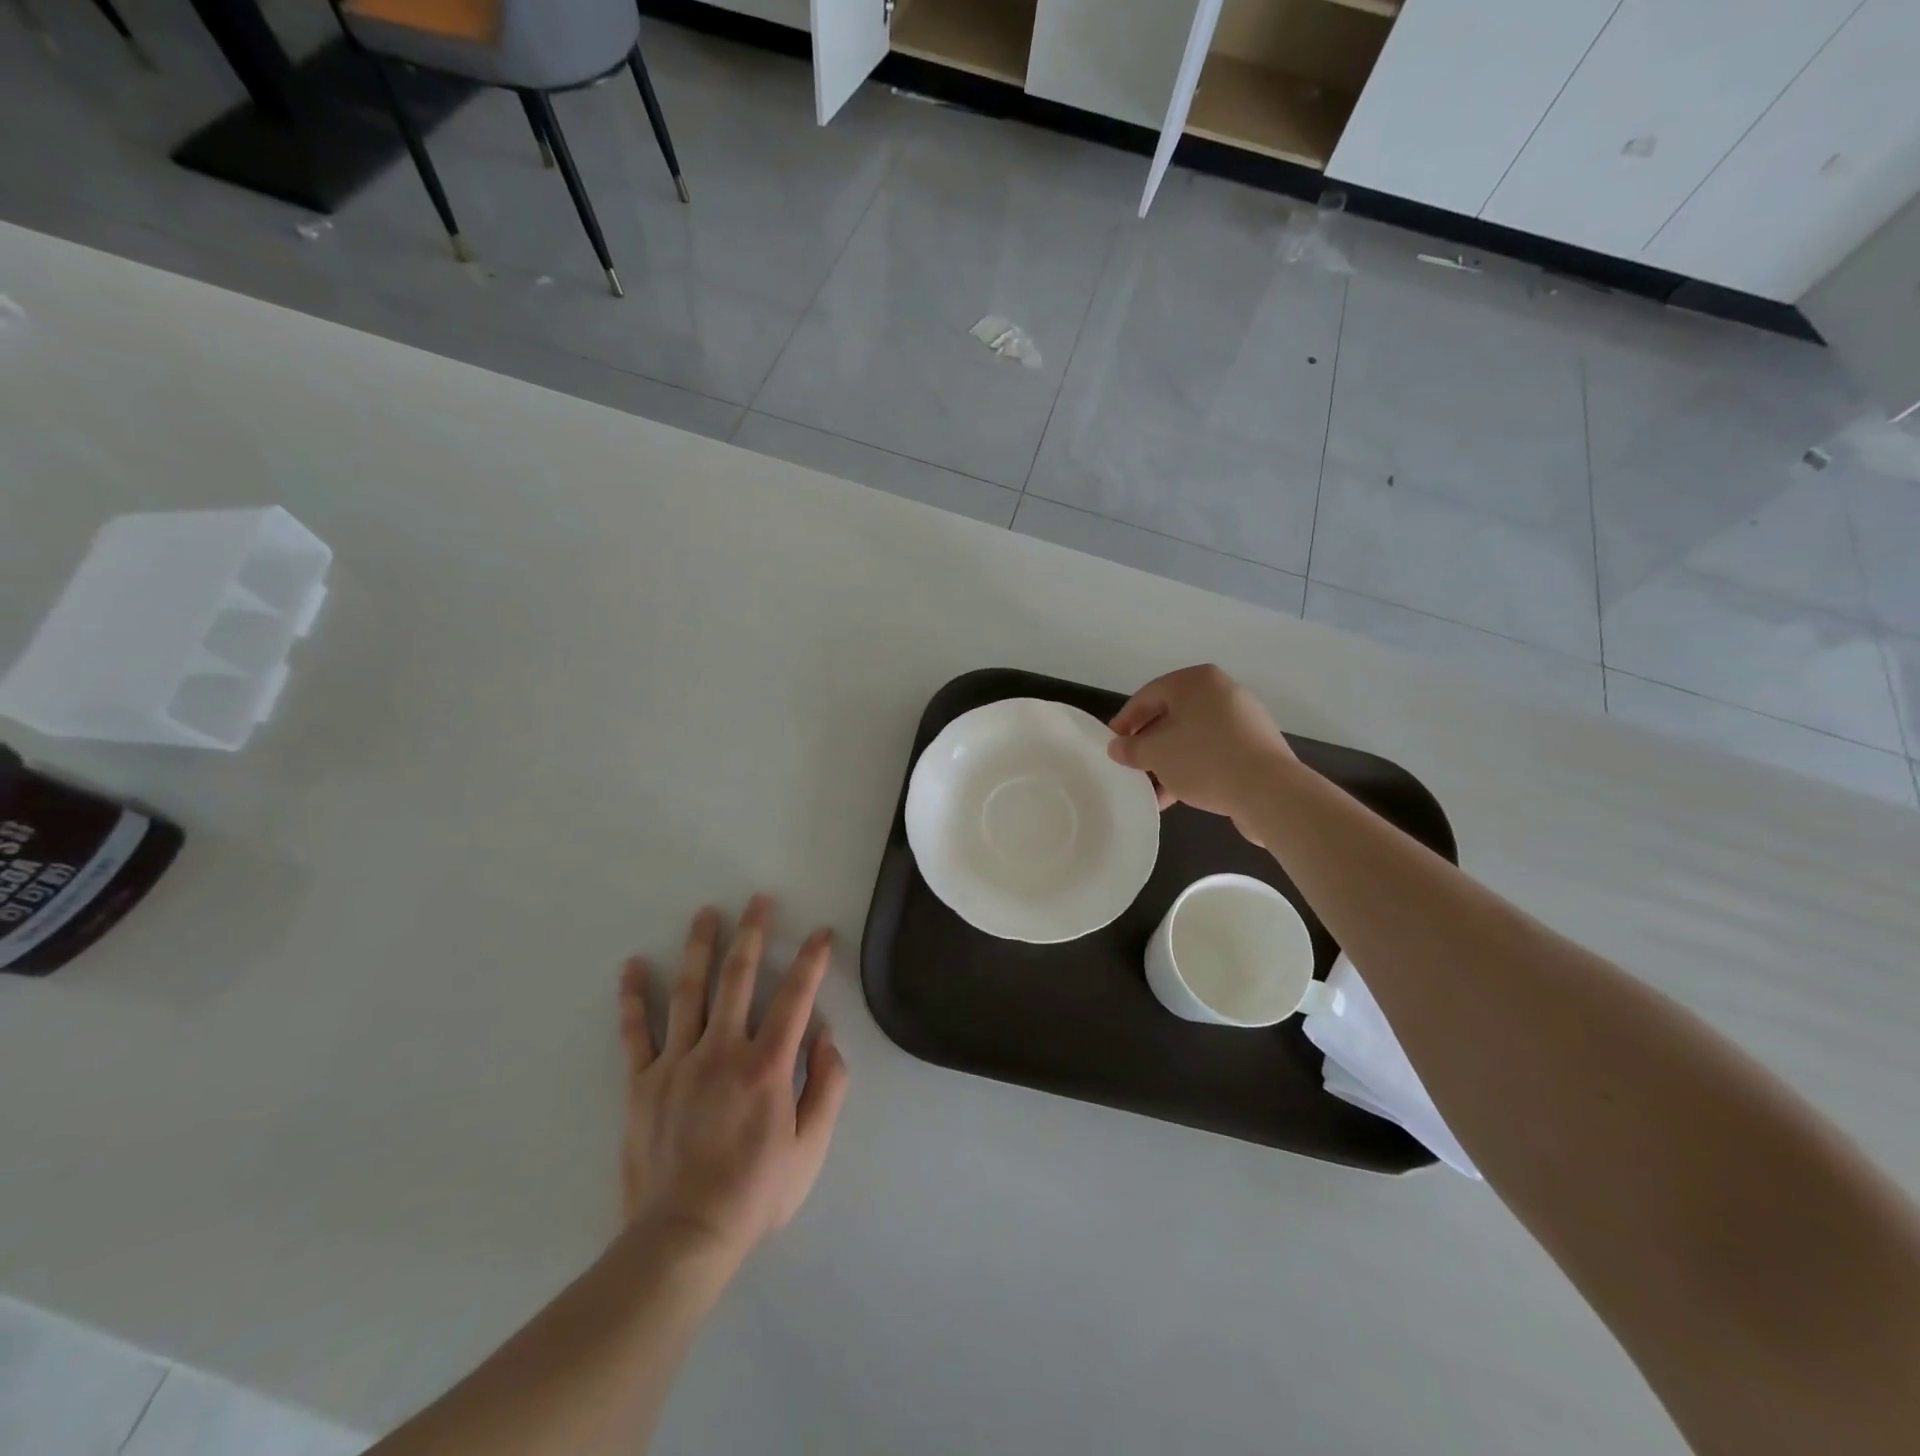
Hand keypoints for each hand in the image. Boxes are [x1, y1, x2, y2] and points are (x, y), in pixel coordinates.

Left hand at [618, 897, 849, 1265]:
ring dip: (699, 947)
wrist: (682, 1238)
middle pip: (739, 978)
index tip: (821, 933)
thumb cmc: (755, 1194)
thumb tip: (826, 1036)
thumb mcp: (811, 1148)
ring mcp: (678, 1062)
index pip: (795, 997)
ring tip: (706, 913)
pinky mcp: (643, 1082)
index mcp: (767, 1065)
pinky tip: (632, 966)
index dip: (811, 960)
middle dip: (753, 933)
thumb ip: (827, 1087)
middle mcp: (722, 1050)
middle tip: (759, 900)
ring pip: (690, 991)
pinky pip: (636, 1032)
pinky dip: (633, 998)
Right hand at [1107, 664, 1296, 833]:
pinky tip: (1177, 795)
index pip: (1148, 695)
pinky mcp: (1256, 746)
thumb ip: (1131, 748)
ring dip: (1169, 760)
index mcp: (1196, 681)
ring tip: (1152, 787)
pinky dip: (1193, 767)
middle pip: (1172, 715)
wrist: (1269, 791)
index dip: (1125, 720)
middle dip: (1149, 743)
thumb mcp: (1156, 754)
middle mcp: (1222, 692)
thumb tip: (1117, 747)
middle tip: (1132, 764)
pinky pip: (1214, 751)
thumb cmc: (1203, 759)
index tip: (1112, 743)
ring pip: (1193, 736)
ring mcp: (1243, 719)